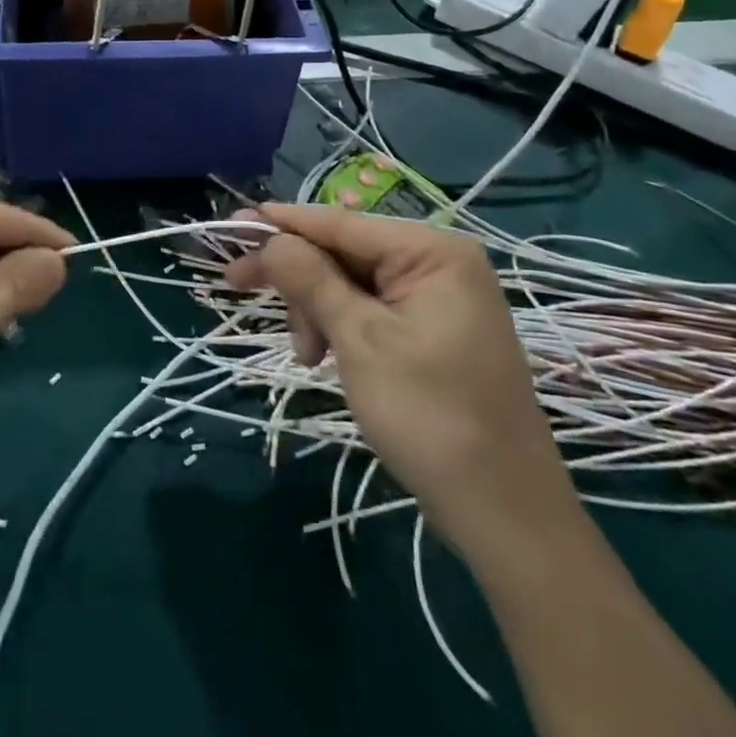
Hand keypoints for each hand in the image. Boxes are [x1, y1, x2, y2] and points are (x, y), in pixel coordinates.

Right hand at [225, 203, 576, 559]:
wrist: (505, 513)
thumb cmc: (431, 417)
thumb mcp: (360, 341)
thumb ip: (311, 279)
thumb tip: (269, 238)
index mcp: (432, 251)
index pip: (339, 223)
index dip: (281, 223)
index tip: (231, 224)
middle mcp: (439, 262)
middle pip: (343, 251)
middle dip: (298, 278)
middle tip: (238, 287)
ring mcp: (439, 297)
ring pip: (351, 281)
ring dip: (316, 310)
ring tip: (306, 356)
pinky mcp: (433, 329)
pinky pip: (371, 308)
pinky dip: (340, 327)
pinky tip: (323, 357)